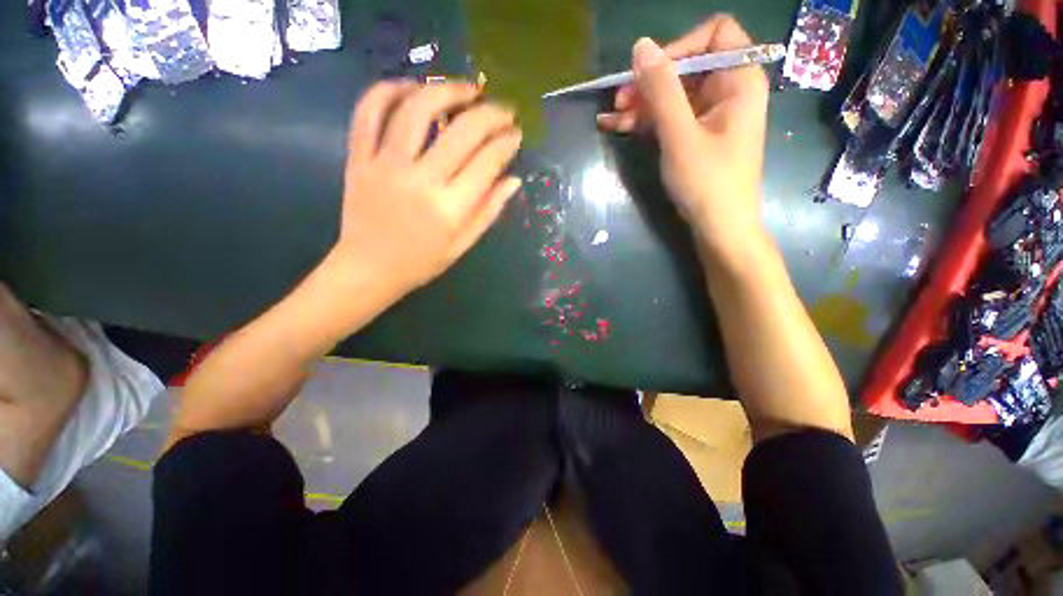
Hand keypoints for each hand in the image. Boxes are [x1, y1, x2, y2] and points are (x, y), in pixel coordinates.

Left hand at [328, 80, 522, 295]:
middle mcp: (421, 180)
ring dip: (446, 90)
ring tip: (466, 89)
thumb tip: (513, 180)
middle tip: (503, 109)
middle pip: (461, 131)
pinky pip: (368, 113)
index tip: (516, 134)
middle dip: (489, 114)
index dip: (506, 143)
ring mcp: (385, 165)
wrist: (368, 269)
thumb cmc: (421, 262)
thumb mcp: (462, 245)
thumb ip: (489, 211)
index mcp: (450, 208)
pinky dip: (388, 91)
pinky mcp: (359, 158)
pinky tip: (410, 87)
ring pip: (416, 110)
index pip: (487, 162)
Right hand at [598, 16, 769, 262]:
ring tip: (610, 118)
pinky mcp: (698, 136)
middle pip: (687, 67)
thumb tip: (641, 46)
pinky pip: (671, 118)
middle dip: (650, 82)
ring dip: (642, 104)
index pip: (714, 34)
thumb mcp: (680, 135)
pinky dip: (647, 121)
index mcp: (739, 80)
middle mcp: (729, 91)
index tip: (648, 75)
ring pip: (674, 95)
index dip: (678, 48)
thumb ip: (662, 89)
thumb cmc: (706, 183)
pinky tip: (619, 127)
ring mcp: (712, 115)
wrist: (719, 229)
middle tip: (618, 100)